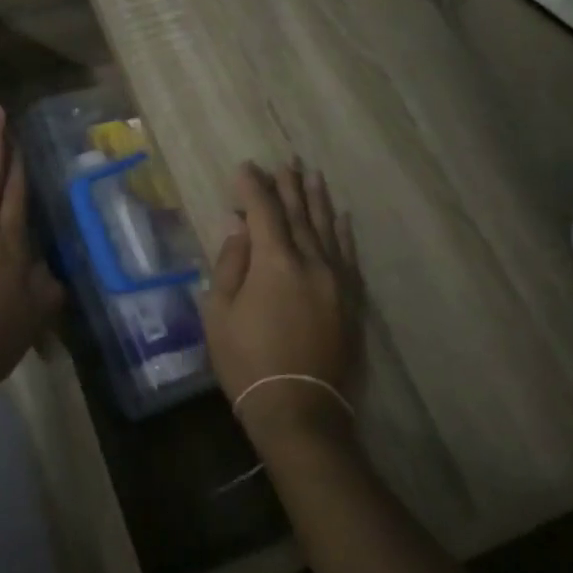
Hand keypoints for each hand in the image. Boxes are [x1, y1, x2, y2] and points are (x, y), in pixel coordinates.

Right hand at [203, 161, 363, 448]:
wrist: (300, 410)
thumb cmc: (247, 361)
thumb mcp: (220, 312)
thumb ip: (230, 263)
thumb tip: (239, 228)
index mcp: (275, 262)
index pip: (263, 211)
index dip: (252, 187)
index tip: (245, 168)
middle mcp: (311, 262)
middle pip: (299, 214)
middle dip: (288, 186)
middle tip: (284, 161)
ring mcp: (337, 281)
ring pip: (327, 229)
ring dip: (317, 200)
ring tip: (312, 175)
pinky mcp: (352, 301)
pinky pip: (349, 256)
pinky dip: (343, 233)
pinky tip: (341, 217)